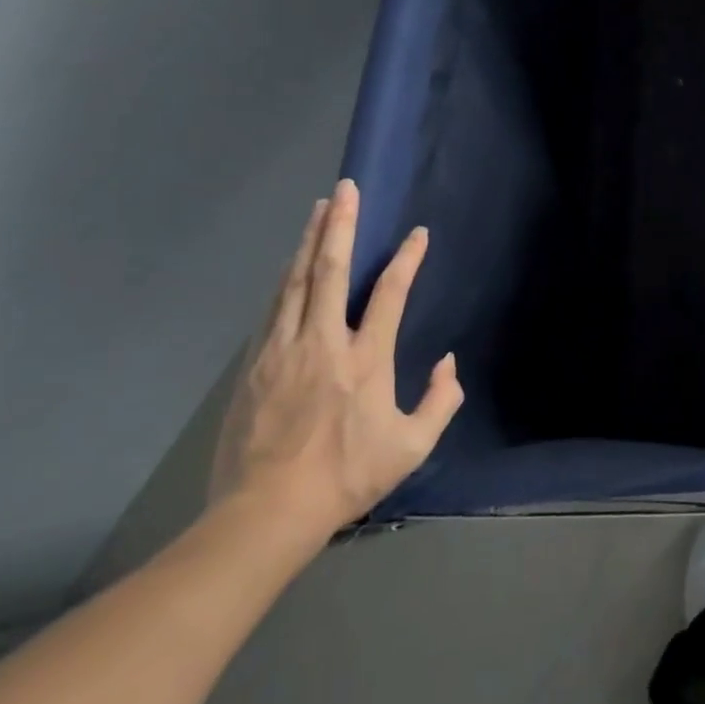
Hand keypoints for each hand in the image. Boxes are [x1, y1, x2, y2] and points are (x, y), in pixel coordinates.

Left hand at [208, 180, 463, 545]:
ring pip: (297, 281)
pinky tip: (291, 262)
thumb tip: (449, 364)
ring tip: (319, 209)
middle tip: (346, 189)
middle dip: (341, 225)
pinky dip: (287, 277)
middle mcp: (324, 342)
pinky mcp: (255, 364)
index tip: (417, 233)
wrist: (264, 514)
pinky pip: (274, 307)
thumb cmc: (345, 477)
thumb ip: (441, 402)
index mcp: (366, 359)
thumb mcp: (410, 448)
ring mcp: (283, 350)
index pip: (391, 293)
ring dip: (311, 240)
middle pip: (332, 270)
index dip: (407, 258)